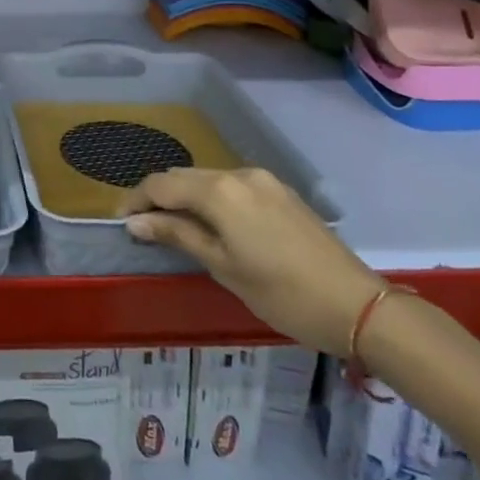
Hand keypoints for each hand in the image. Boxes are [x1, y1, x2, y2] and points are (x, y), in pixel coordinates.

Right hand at [120, 167, 383, 355]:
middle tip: (143, 226)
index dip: (137, 200)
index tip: (122, 222)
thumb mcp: (223, 267)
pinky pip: (232, 185)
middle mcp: (238, 174)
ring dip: (185, 196)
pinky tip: (211, 223)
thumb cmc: (282, 293)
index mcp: (219, 191)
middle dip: (158, 196)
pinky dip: (212, 198)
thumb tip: (135, 223)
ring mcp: (262, 180)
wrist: (357, 305)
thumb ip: (177, 236)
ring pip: (208, 179)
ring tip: (173, 226)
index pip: (162, 185)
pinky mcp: (280, 191)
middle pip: (183, 176)